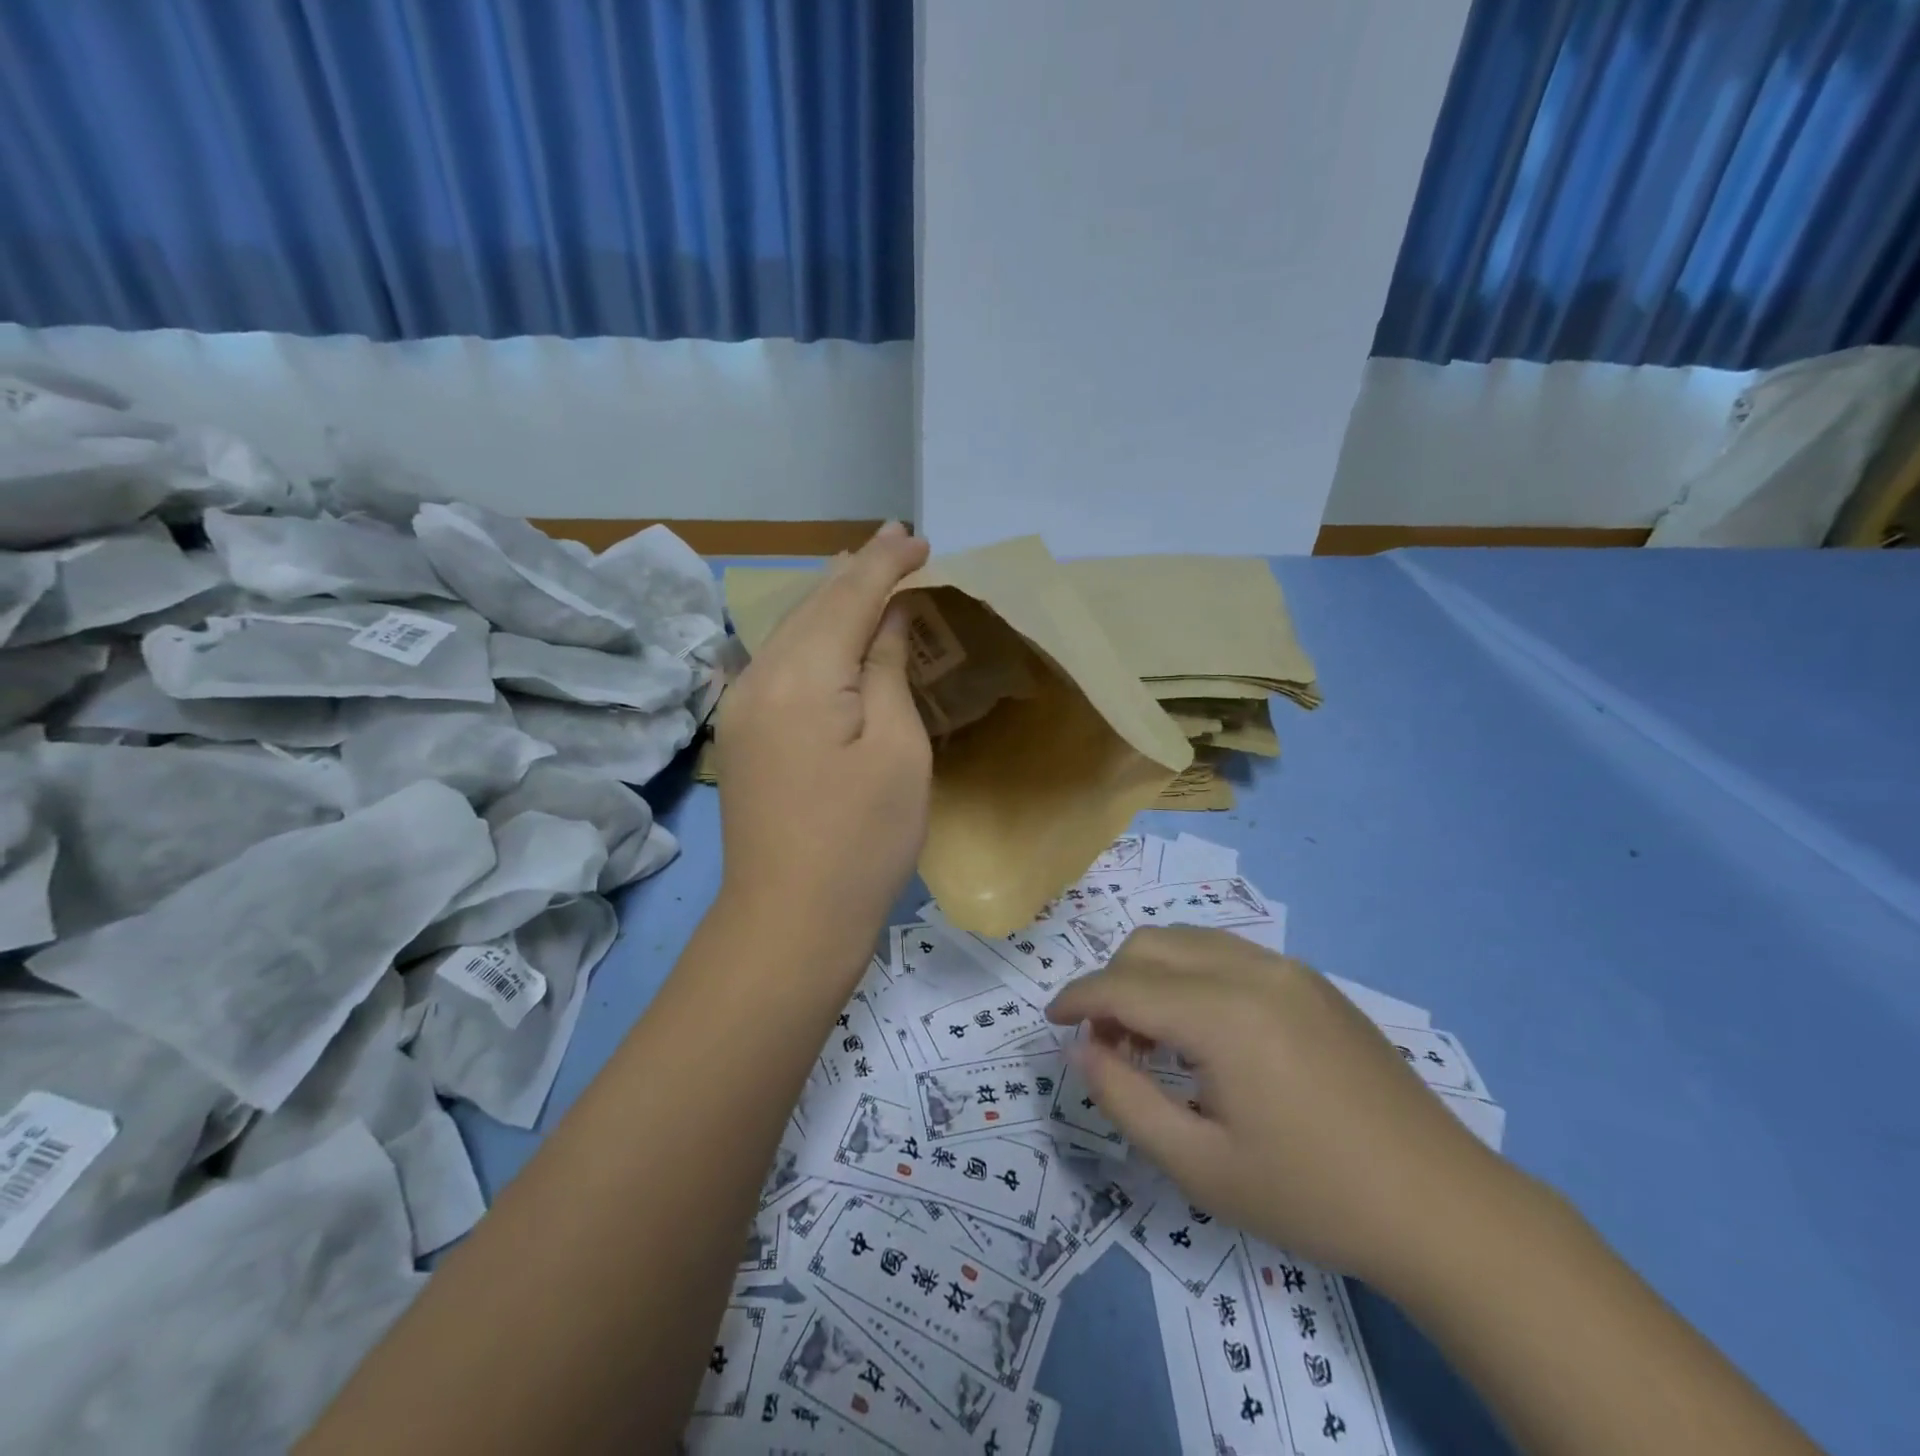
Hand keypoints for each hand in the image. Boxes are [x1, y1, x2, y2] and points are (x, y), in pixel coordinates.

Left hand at [715, 523, 932, 964]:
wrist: (789, 921)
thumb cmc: (862, 839)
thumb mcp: (897, 749)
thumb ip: (888, 670)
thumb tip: (888, 619)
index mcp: (803, 674)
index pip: (849, 596)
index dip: (886, 564)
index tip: (920, 540)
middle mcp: (759, 676)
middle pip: (812, 605)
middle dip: (857, 571)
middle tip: (897, 541)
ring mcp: (741, 707)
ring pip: (790, 631)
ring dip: (831, 600)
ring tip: (865, 571)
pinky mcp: (741, 734)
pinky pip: (780, 663)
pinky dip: (813, 637)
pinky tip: (831, 633)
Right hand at [1046, 927, 1514, 1290]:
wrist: (1442, 1206)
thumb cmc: (1312, 1196)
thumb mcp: (1200, 1167)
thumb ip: (1125, 1099)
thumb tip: (1085, 1048)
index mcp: (1224, 1015)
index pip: (1123, 985)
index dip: (1077, 998)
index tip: (1051, 1021)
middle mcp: (1252, 970)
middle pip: (1150, 945)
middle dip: (1112, 983)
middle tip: (1110, 1044)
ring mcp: (1288, 969)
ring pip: (1188, 940)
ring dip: (1151, 974)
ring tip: (1153, 1038)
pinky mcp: (1312, 981)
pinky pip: (1227, 953)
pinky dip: (1192, 975)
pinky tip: (1206, 1032)